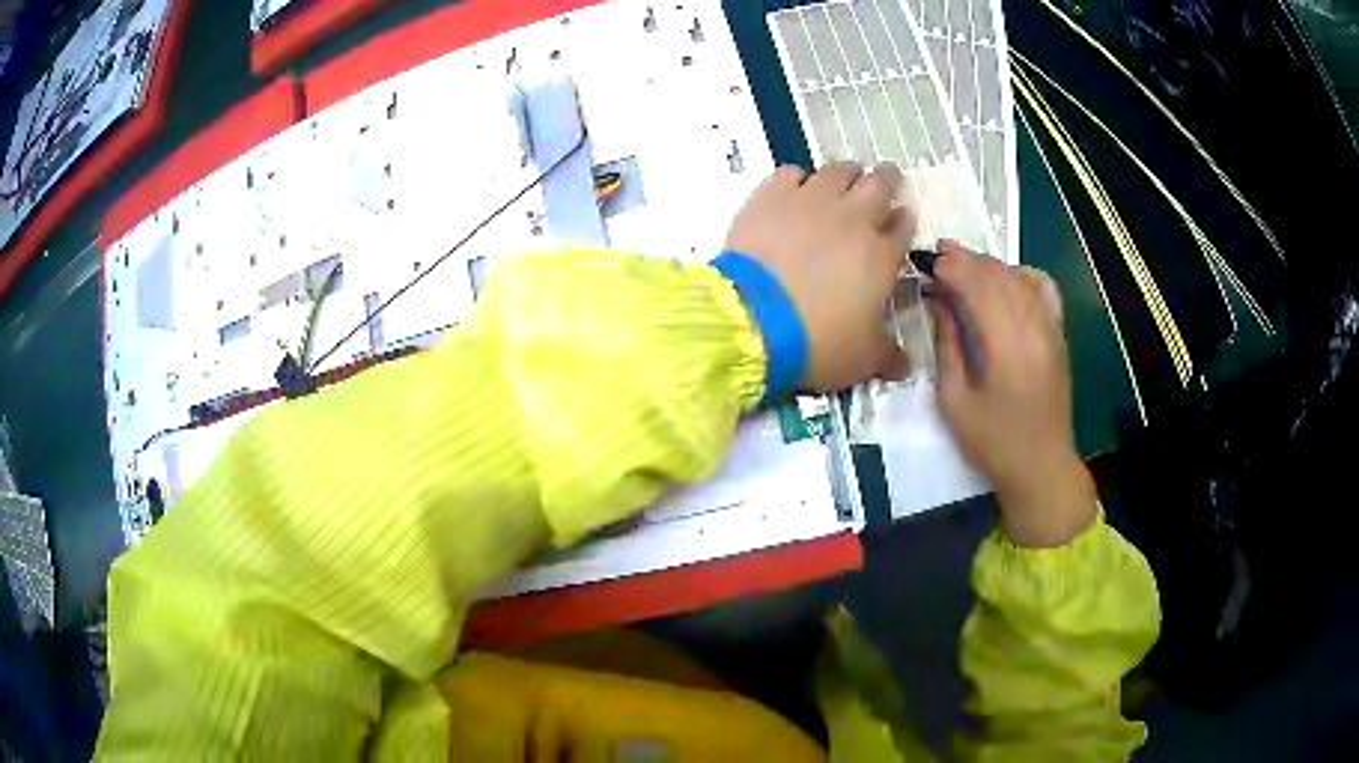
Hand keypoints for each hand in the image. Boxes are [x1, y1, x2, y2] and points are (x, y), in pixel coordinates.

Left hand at [725, 163, 912, 391]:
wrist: (752, 321)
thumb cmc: (818, 342)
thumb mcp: (861, 359)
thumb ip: (887, 356)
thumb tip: (905, 365)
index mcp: (882, 255)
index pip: (903, 226)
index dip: (903, 221)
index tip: (900, 220)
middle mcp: (853, 218)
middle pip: (879, 184)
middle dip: (887, 180)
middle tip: (884, 180)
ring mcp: (810, 202)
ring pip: (837, 171)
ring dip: (847, 174)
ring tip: (844, 181)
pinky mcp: (771, 196)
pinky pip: (791, 173)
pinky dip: (798, 179)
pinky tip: (795, 191)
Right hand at [931, 241, 1096, 547]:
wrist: (1041, 465)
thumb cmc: (993, 441)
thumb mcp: (955, 401)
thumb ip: (948, 346)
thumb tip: (940, 304)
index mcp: (1006, 347)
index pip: (979, 288)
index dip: (952, 269)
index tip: (928, 262)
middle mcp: (1033, 329)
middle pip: (999, 276)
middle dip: (967, 260)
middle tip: (938, 255)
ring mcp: (1051, 329)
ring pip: (1020, 277)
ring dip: (990, 264)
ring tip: (964, 262)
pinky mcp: (1059, 335)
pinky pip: (1045, 289)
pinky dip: (1023, 274)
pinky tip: (1007, 278)